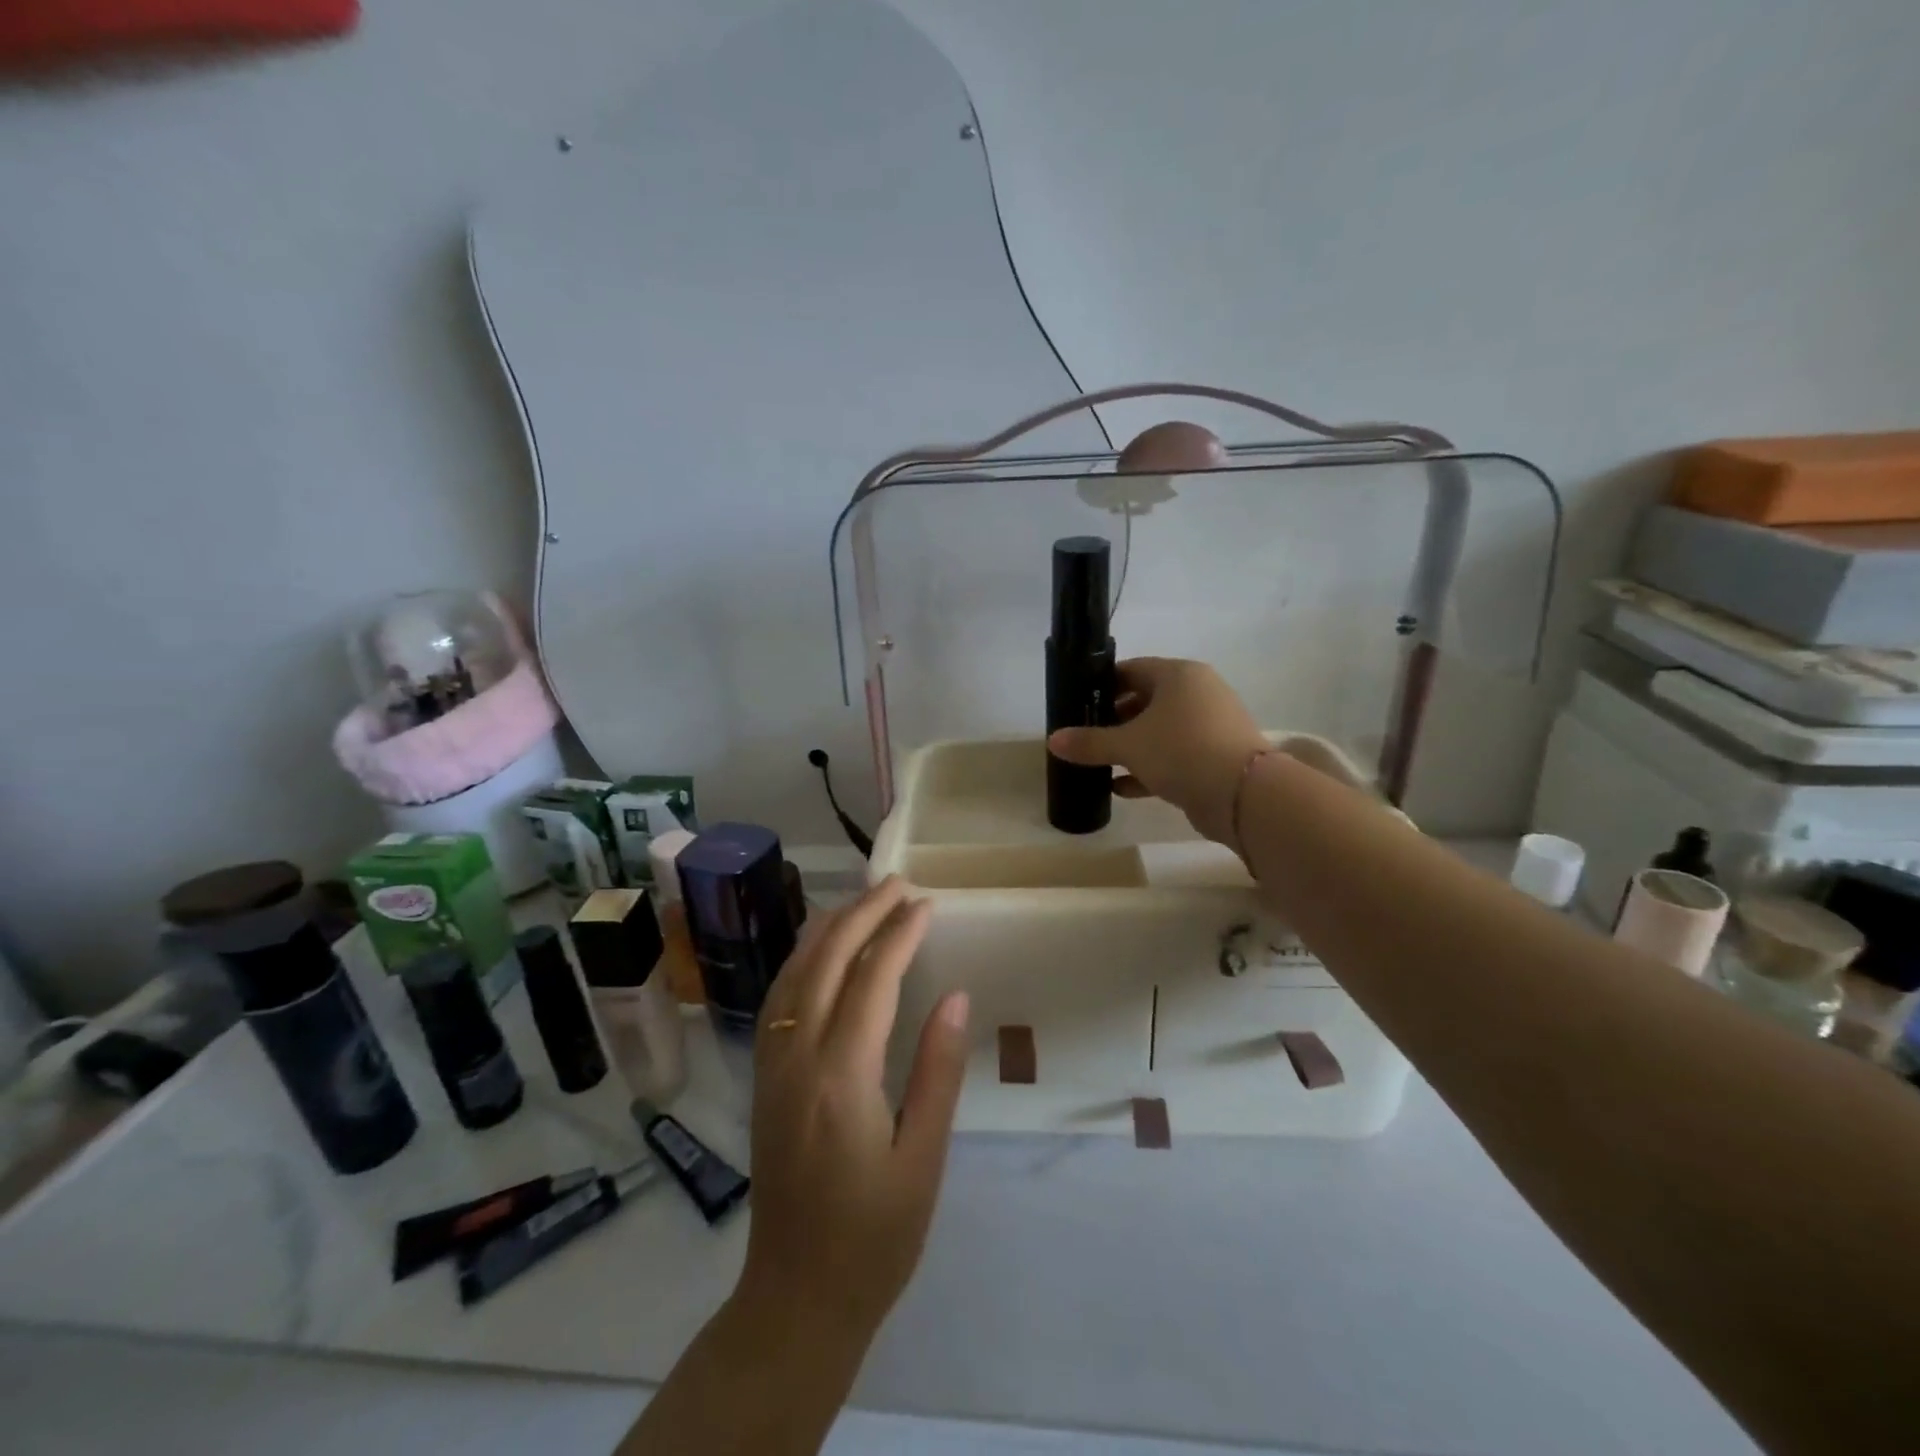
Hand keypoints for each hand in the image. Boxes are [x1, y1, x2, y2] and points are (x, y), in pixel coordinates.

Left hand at [737, 877, 970, 1341]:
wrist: (795, 1299)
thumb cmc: (874, 1237)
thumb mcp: (922, 1159)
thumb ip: (937, 1071)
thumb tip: (955, 996)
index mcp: (841, 1077)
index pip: (871, 980)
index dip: (899, 934)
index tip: (926, 904)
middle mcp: (797, 1057)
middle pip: (826, 962)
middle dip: (862, 914)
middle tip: (898, 884)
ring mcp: (772, 1065)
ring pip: (793, 973)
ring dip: (828, 929)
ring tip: (862, 900)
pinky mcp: (763, 1078)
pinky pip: (779, 998)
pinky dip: (801, 959)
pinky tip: (818, 951)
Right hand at [1048, 657, 1267, 844]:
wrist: (1244, 794)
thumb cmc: (1181, 751)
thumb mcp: (1128, 745)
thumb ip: (1090, 742)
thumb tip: (1053, 740)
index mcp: (1179, 675)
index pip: (1132, 669)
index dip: (1103, 685)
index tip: (1078, 704)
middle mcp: (1198, 693)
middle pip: (1145, 700)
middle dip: (1114, 720)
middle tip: (1085, 736)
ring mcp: (1210, 726)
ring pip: (1160, 731)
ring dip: (1130, 748)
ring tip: (1098, 763)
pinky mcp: (1215, 757)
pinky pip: (1174, 756)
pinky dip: (1149, 768)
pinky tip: (1121, 788)